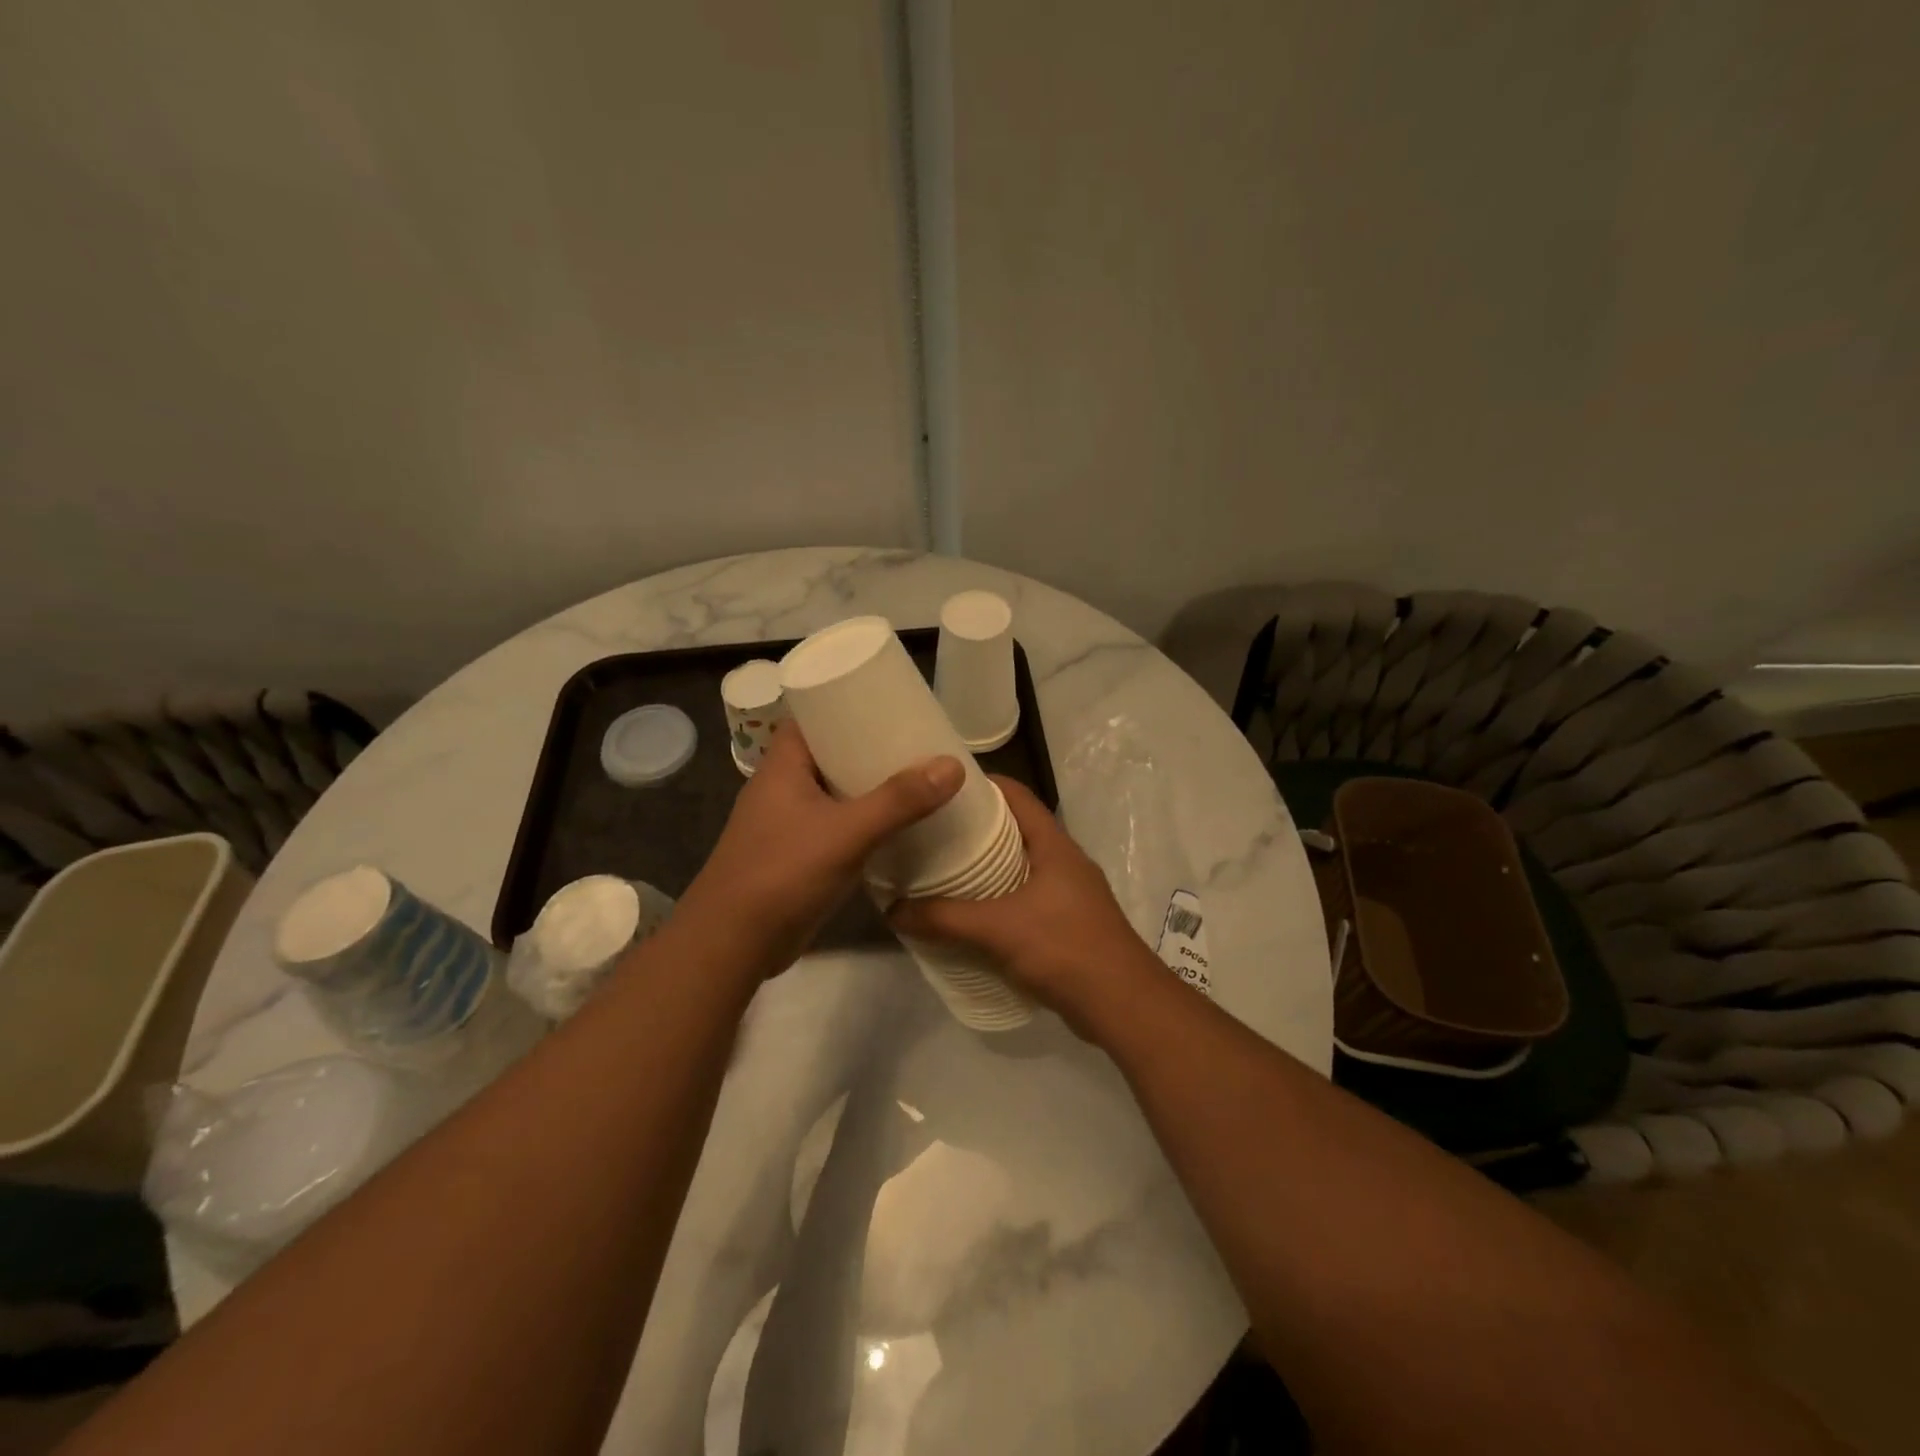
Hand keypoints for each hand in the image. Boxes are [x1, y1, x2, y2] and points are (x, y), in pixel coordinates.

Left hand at [678, 723, 963, 970]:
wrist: (733, 943)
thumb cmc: (783, 873)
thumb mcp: (846, 832)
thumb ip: (899, 801)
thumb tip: (953, 765)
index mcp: (782, 766)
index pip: (812, 717)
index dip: (845, 704)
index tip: (888, 702)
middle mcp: (782, 788)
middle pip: (828, 754)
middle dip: (868, 748)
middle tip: (915, 742)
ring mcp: (786, 824)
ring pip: (833, 792)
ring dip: (867, 788)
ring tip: (915, 778)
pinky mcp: (795, 856)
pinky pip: (835, 826)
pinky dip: (861, 822)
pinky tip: (895, 826)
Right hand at [887, 777, 1157, 1032]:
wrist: (1123, 1005)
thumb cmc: (1064, 948)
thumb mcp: (997, 929)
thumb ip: (944, 918)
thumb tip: (892, 910)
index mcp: (1054, 844)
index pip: (1016, 794)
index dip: (980, 784)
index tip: (940, 787)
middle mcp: (1063, 861)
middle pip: (1015, 829)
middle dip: (974, 829)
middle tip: (929, 832)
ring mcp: (1069, 894)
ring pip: (1019, 866)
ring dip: (985, 868)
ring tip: (941, 871)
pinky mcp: (1067, 924)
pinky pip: (1024, 899)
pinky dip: (997, 900)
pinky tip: (968, 915)